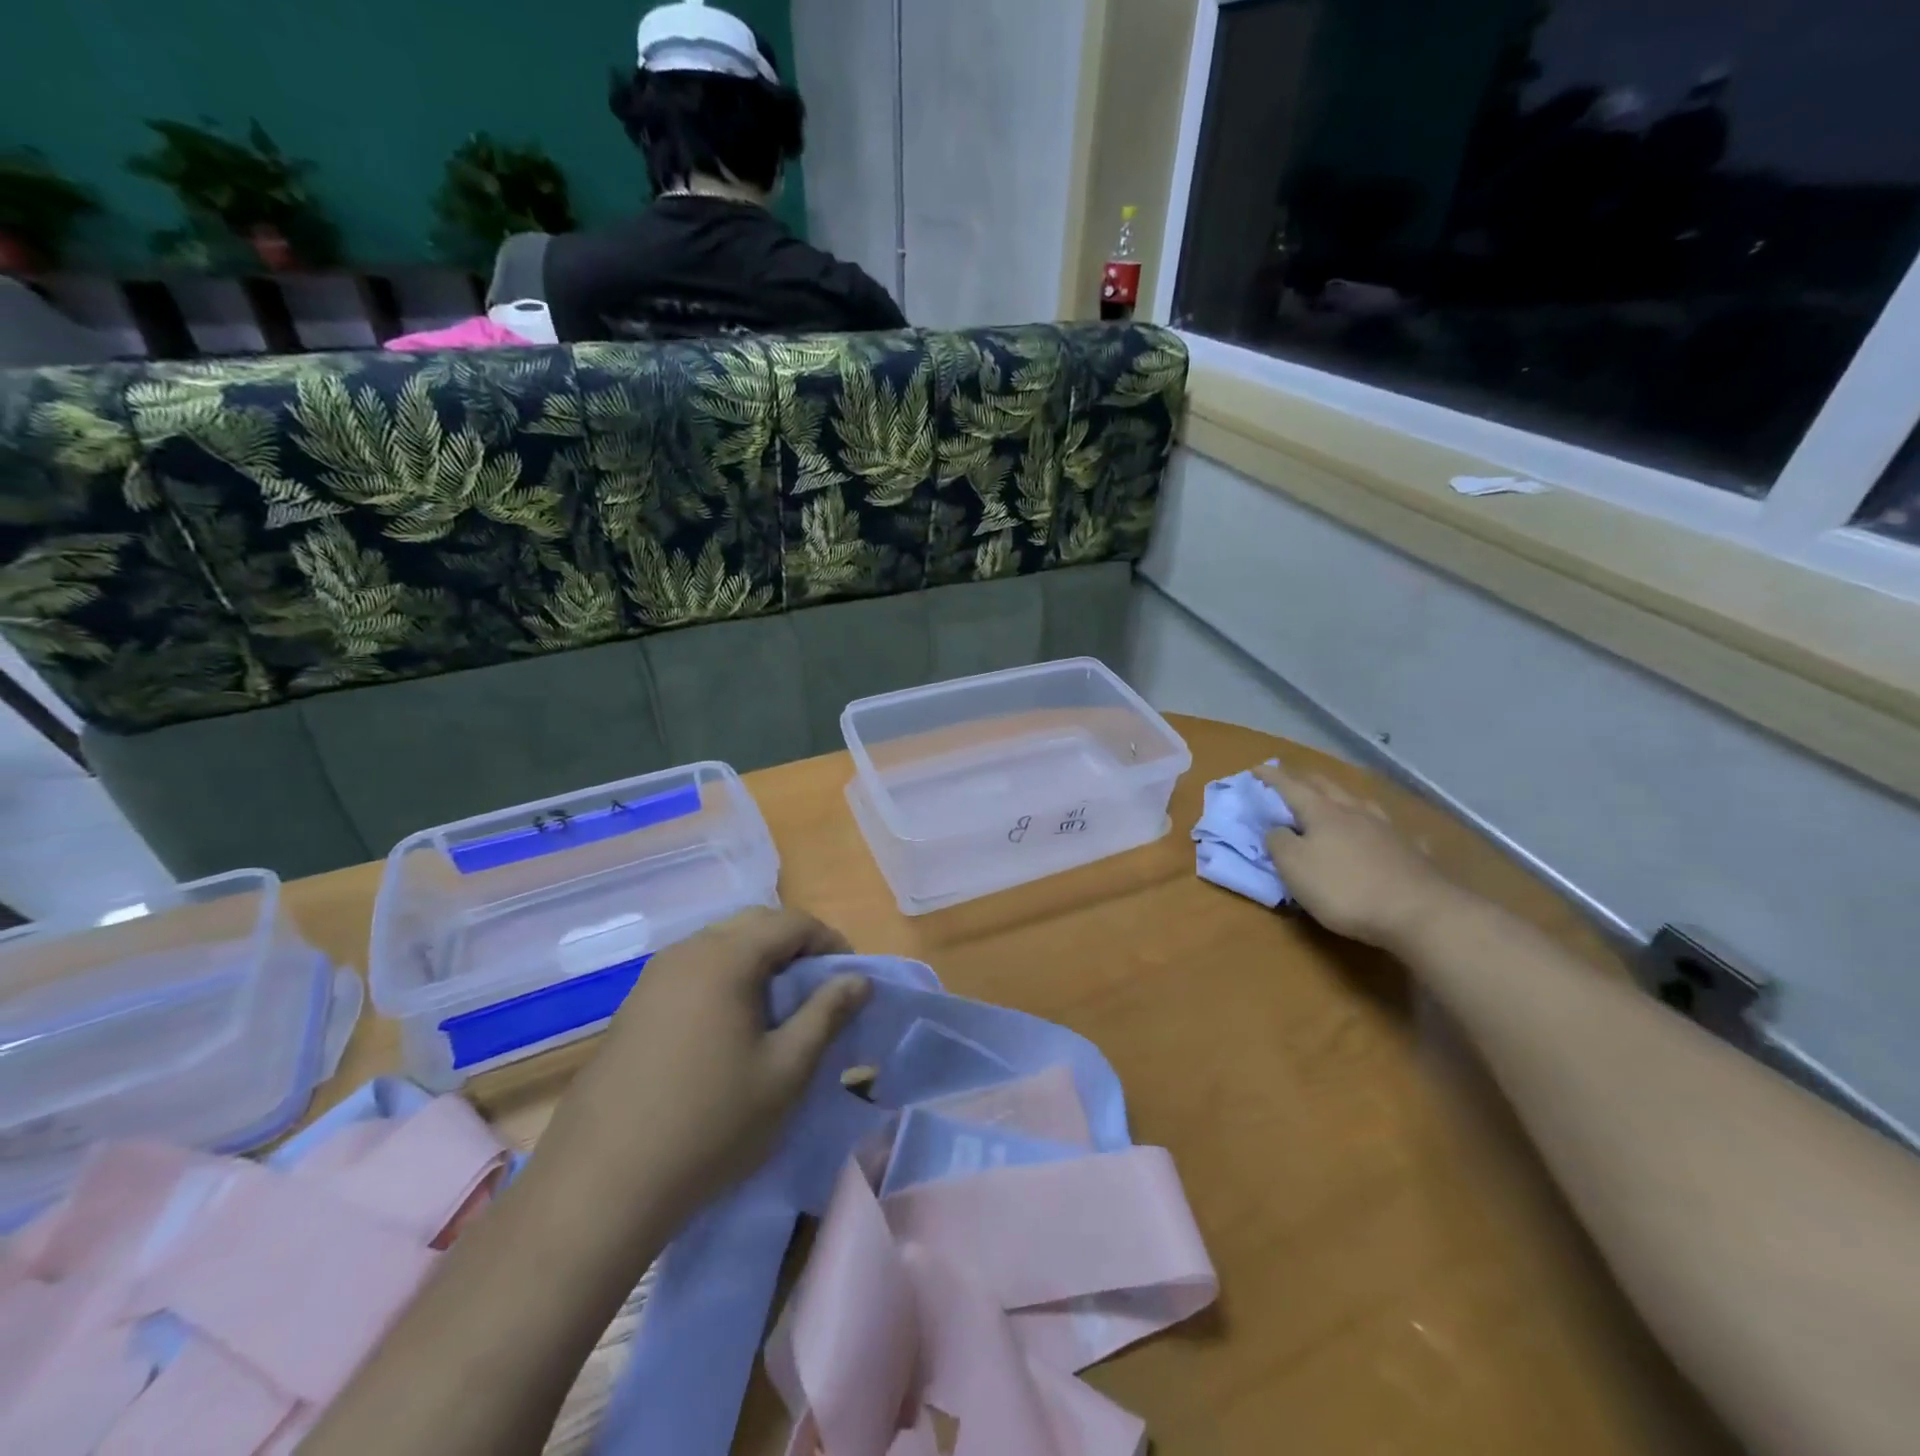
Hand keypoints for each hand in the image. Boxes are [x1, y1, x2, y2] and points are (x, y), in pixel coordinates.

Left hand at [554, 907, 870, 1225]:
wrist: (600, 1186)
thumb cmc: (710, 1124)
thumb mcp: (786, 1071)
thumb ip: (826, 1015)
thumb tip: (859, 979)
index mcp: (726, 957)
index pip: (791, 922)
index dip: (830, 942)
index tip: (851, 979)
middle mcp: (686, 952)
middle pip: (754, 925)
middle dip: (794, 947)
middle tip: (819, 990)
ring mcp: (653, 979)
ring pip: (720, 946)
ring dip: (758, 963)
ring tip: (778, 1010)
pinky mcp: (633, 1008)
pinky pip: (692, 971)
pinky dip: (725, 980)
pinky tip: (729, 1029)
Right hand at [1255, 762, 1459, 951]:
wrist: (1419, 913)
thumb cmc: (1345, 888)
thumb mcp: (1294, 867)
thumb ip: (1278, 842)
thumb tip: (1275, 828)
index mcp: (1322, 813)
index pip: (1291, 787)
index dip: (1272, 777)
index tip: (1256, 768)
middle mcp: (1355, 813)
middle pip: (1327, 788)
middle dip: (1306, 780)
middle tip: (1292, 778)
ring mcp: (1388, 831)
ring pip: (1360, 804)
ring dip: (1343, 798)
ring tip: (1337, 798)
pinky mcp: (1412, 853)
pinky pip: (1394, 833)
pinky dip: (1383, 830)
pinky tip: (1389, 834)